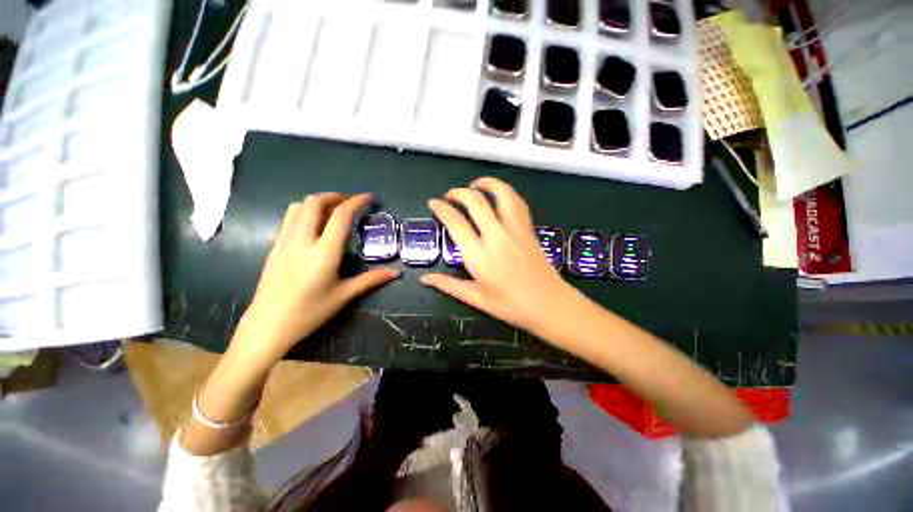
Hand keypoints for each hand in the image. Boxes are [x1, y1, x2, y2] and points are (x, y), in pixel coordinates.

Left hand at [230, 193, 399, 367]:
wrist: (268, 325)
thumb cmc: (309, 312)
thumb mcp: (343, 296)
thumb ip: (370, 280)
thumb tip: (396, 273)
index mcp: (323, 253)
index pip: (340, 216)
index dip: (355, 202)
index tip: (368, 198)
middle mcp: (302, 241)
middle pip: (314, 203)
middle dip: (334, 196)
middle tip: (349, 203)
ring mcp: (284, 242)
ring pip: (297, 207)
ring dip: (316, 202)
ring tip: (332, 211)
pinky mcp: (274, 247)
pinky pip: (289, 219)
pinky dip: (304, 213)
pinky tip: (314, 227)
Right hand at [421, 177, 583, 337]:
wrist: (549, 305)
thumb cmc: (510, 305)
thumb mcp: (476, 298)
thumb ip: (448, 285)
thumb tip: (424, 279)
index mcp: (479, 255)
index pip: (456, 222)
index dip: (441, 208)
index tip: (433, 203)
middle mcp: (496, 236)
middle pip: (476, 201)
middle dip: (459, 192)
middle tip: (451, 196)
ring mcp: (515, 230)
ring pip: (502, 194)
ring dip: (487, 183)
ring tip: (475, 185)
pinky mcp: (528, 229)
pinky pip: (517, 202)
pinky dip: (506, 193)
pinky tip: (499, 196)